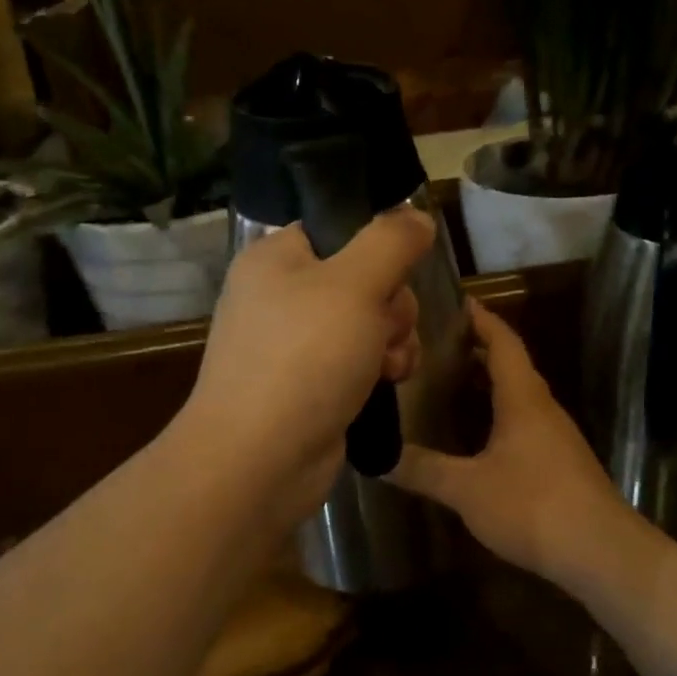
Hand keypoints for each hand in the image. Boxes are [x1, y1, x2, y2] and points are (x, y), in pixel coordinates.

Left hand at [177, 208, 433, 528]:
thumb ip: (391, 241)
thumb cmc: (304, 358)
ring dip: (394, 340)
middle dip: (392, 305)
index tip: (396, 273)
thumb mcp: (355, 284)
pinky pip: (360, 360)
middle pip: (364, 279)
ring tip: (389, 365)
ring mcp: (295, 344)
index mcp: (277, 258)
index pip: (339, 230)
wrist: (260, 459)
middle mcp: (282, 296)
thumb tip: (416, 216)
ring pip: (369, 322)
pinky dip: (380, 369)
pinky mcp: (311, 384)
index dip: (377, 249)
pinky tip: (389, 383)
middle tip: (386, 328)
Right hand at [391, 301, 634, 579]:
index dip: (482, 319)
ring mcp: (556, 436)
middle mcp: (543, 408)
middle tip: (440, 343)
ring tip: (453, 382)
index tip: (459, 301)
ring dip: (491, 383)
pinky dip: (500, 414)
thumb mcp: (466, 489)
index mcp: (523, 399)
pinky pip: (525, 422)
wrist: (600, 552)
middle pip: (513, 365)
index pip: (503, 343)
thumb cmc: (532, 506)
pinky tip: (480, 435)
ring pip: (520, 396)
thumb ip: (422, 470)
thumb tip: (376, 456)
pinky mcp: (561, 463)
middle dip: (481, 349)